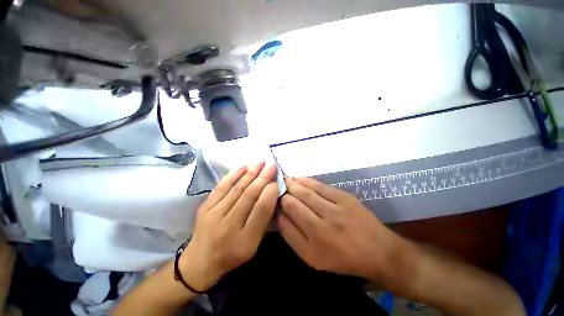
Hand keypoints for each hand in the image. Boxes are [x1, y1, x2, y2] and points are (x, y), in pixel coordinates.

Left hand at [179, 162, 278, 291]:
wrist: (200, 261)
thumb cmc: (232, 253)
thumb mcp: (253, 244)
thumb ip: (263, 220)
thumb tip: (270, 193)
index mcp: (245, 239)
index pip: (261, 210)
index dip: (270, 193)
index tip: (276, 180)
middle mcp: (229, 225)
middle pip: (249, 196)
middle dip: (262, 178)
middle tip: (272, 165)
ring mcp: (214, 214)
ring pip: (237, 188)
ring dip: (250, 173)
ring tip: (261, 162)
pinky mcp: (205, 207)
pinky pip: (221, 187)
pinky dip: (233, 175)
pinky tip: (243, 166)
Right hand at [278, 177, 400, 280]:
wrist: (378, 251)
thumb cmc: (344, 258)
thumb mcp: (315, 258)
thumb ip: (294, 237)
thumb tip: (280, 214)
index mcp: (310, 250)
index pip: (284, 223)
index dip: (276, 210)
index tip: (273, 202)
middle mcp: (320, 230)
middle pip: (292, 205)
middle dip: (282, 194)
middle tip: (276, 187)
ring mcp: (333, 212)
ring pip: (304, 193)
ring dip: (291, 185)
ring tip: (284, 180)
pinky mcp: (343, 199)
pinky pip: (319, 186)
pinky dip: (305, 181)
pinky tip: (297, 178)